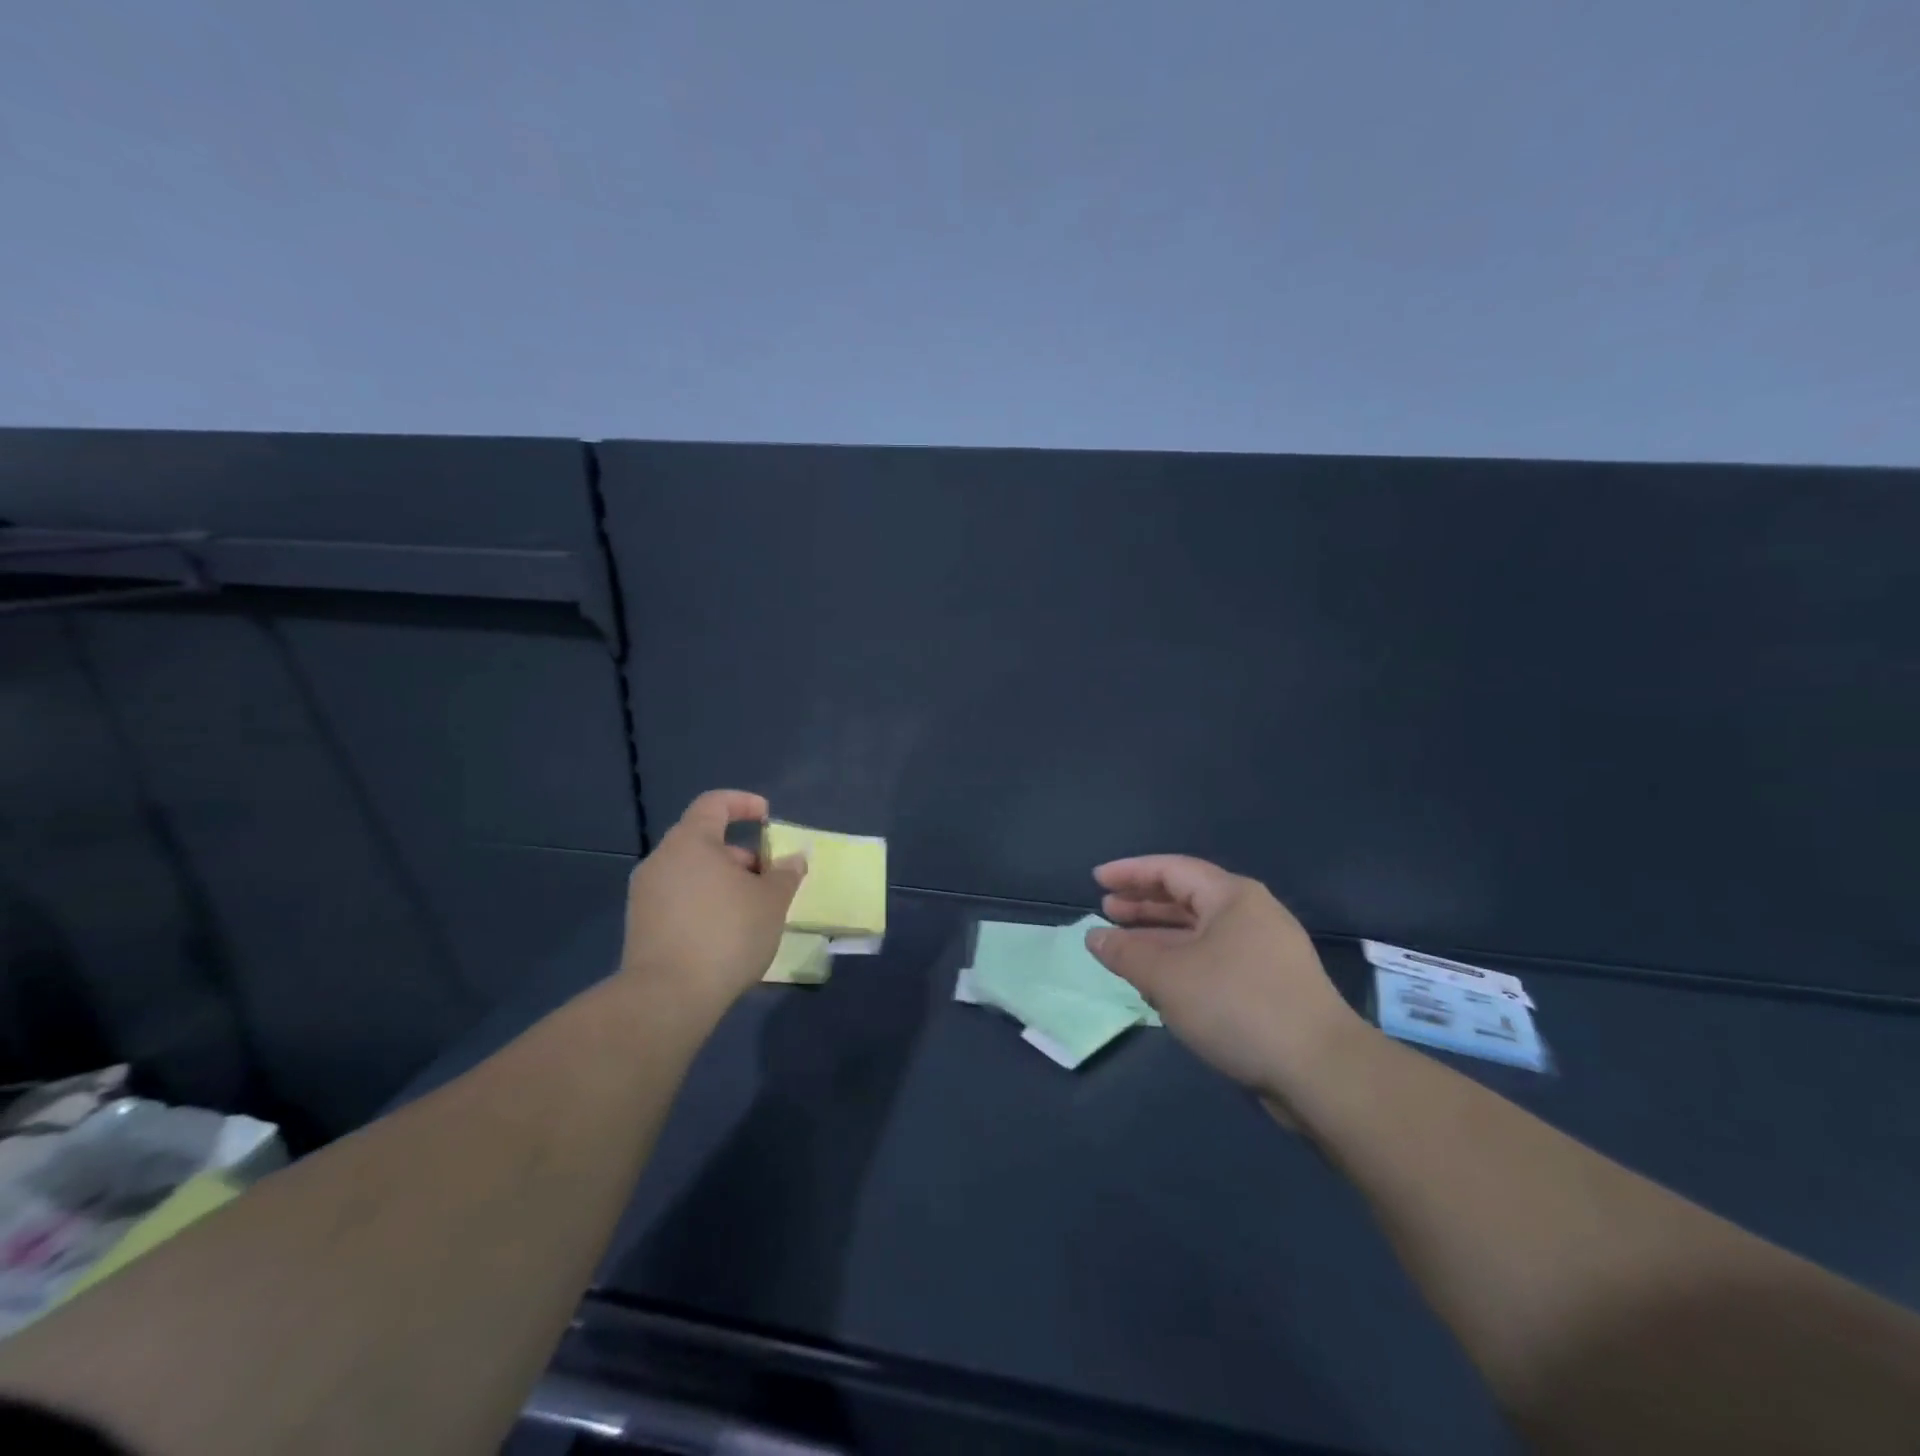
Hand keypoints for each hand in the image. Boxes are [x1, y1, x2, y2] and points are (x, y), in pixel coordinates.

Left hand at [618, 790, 805, 1017]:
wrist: (667, 997)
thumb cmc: (726, 934)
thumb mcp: (771, 901)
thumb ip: (785, 874)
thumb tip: (794, 858)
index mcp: (691, 842)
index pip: (714, 803)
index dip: (743, 803)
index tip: (768, 818)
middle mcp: (662, 860)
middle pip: (704, 840)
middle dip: (740, 854)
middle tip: (768, 878)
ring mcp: (645, 894)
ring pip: (692, 871)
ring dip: (724, 880)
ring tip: (752, 909)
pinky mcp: (641, 925)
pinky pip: (679, 898)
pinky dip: (705, 902)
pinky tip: (726, 932)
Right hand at [1085, 855, 1363, 1104]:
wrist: (1321, 1070)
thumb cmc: (1237, 1005)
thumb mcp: (1168, 977)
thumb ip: (1125, 953)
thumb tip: (1094, 937)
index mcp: (1232, 896)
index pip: (1171, 869)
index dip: (1130, 873)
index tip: (1096, 880)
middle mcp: (1251, 914)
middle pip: (1187, 897)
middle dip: (1143, 904)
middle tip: (1106, 910)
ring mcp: (1265, 951)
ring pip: (1200, 932)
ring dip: (1160, 937)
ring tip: (1124, 946)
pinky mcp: (1270, 985)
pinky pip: (1214, 959)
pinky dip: (1182, 962)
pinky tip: (1160, 982)